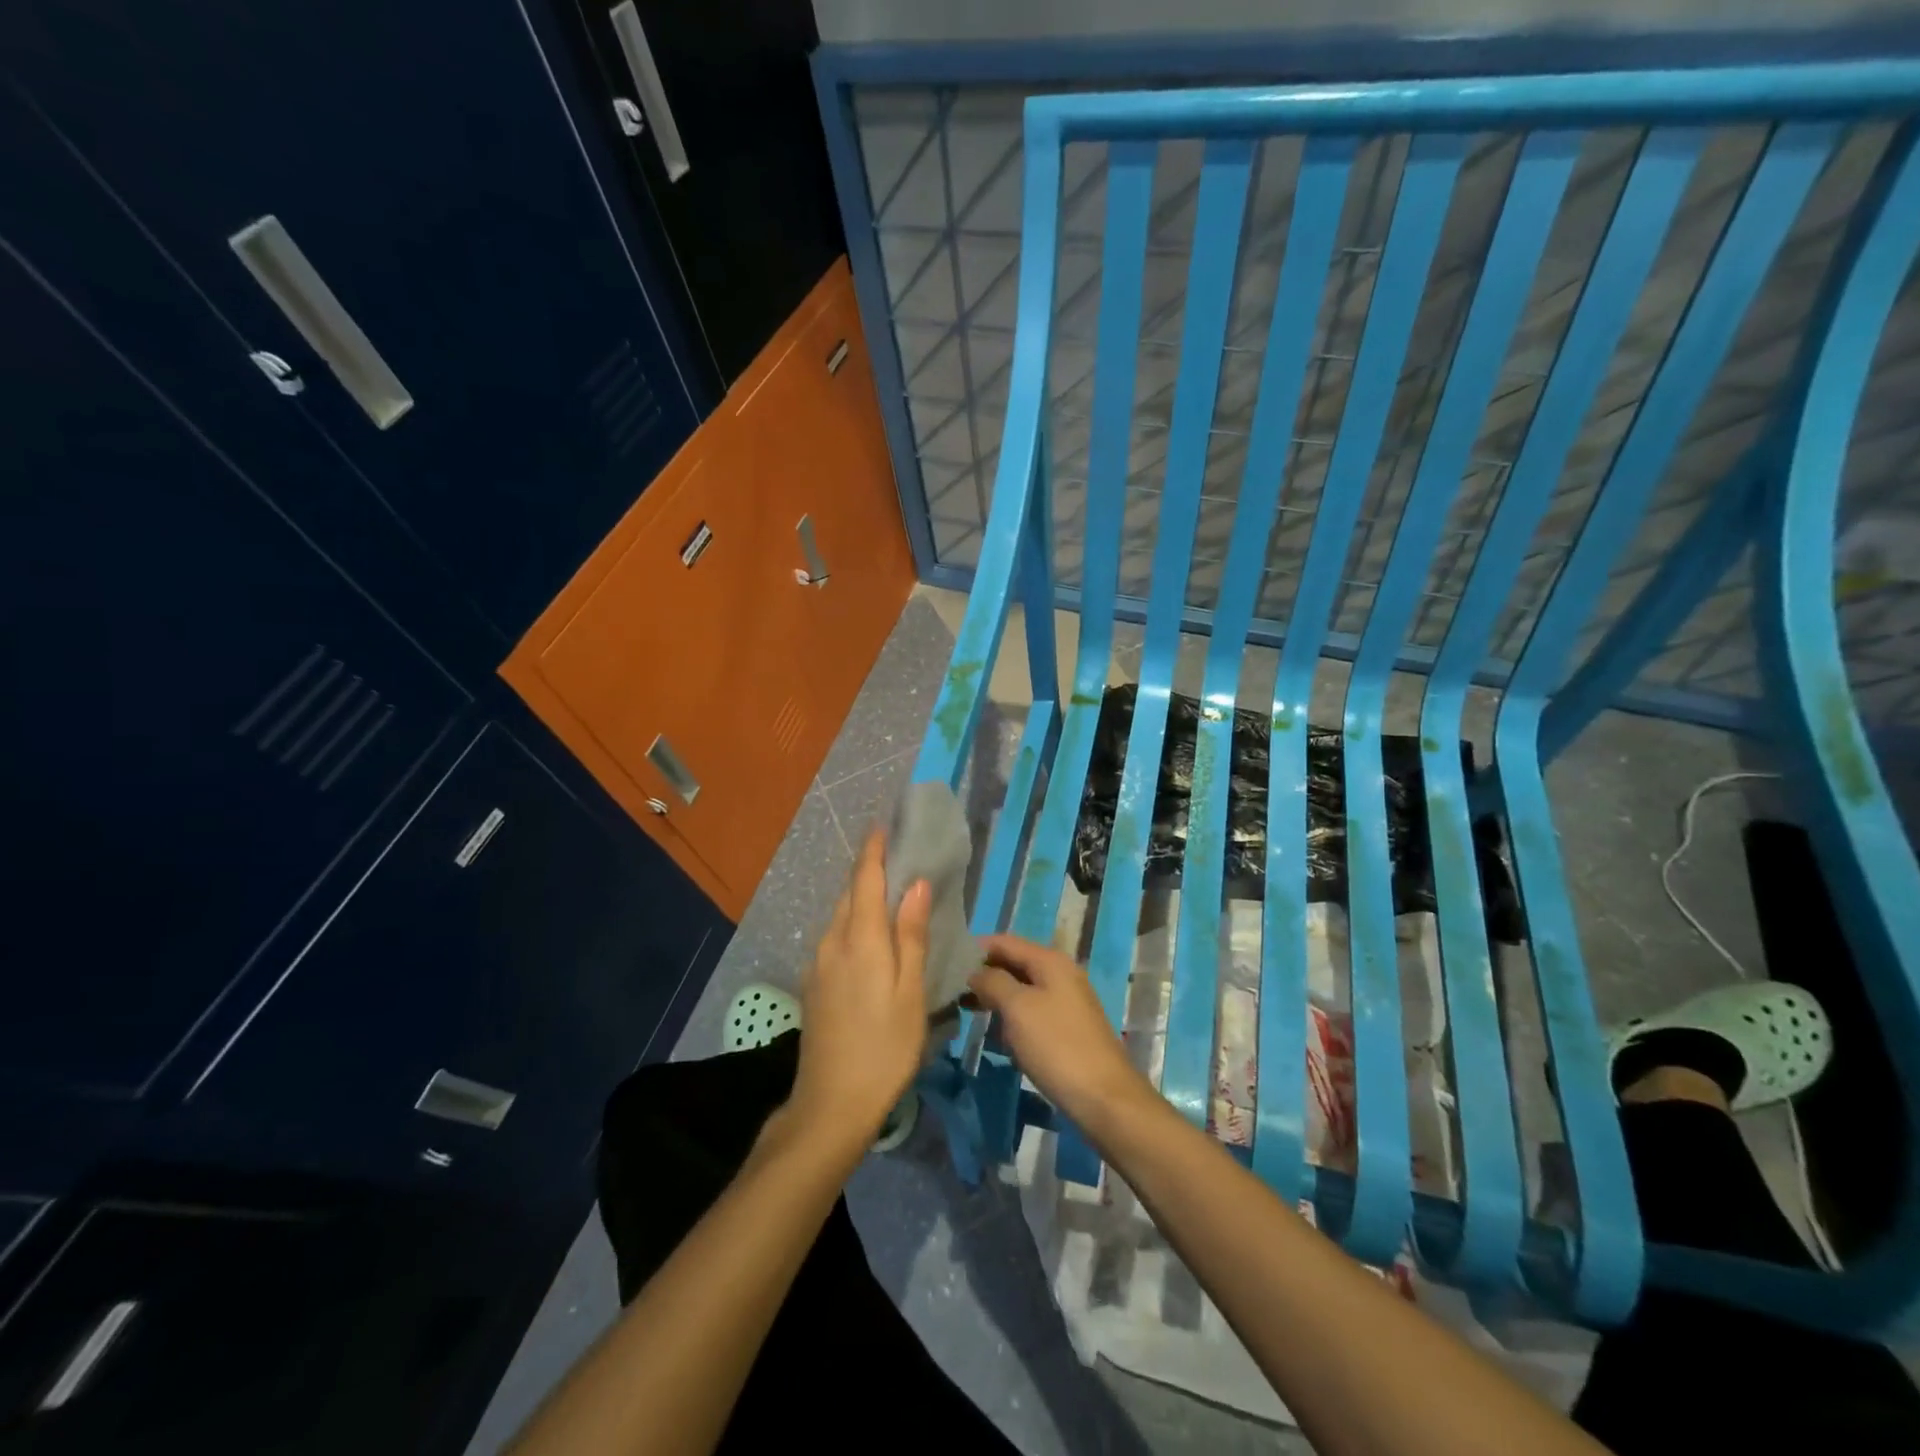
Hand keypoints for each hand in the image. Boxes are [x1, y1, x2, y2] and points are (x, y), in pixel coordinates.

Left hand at [784, 830, 929, 1149]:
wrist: (830, 1104)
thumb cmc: (884, 1047)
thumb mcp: (910, 991)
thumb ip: (910, 935)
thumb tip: (915, 884)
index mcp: (859, 939)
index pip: (863, 879)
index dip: (873, 850)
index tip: (882, 824)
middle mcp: (832, 943)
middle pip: (848, 895)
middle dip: (868, 871)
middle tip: (896, 858)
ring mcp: (818, 965)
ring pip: (840, 918)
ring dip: (860, 899)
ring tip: (888, 895)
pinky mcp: (814, 986)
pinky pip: (834, 939)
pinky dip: (853, 925)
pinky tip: (870, 940)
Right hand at [968, 935, 1154, 1133]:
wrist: (1104, 1097)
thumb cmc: (1056, 1046)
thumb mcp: (1017, 1008)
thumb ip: (993, 982)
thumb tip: (976, 972)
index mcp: (1050, 961)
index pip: (1005, 941)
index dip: (976, 949)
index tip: (947, 963)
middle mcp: (1061, 973)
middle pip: (1014, 963)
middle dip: (984, 974)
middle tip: (952, 990)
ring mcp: (1066, 1001)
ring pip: (1022, 989)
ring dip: (996, 997)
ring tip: (966, 1010)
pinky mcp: (1067, 1028)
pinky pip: (1032, 1011)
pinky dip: (1012, 1017)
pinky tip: (997, 1035)